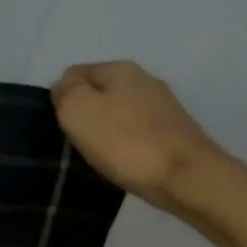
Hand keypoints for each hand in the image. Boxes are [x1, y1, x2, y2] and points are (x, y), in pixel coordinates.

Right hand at [51, 60, 232, 213]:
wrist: (185, 177)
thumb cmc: (124, 142)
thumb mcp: (78, 110)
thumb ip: (65, 92)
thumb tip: (64, 88)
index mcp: (119, 69)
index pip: (74, 73)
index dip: (61, 98)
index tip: (61, 126)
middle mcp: (144, 79)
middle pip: (97, 92)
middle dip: (83, 114)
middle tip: (76, 142)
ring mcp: (162, 106)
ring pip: (116, 113)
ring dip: (103, 130)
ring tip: (98, 155)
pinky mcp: (173, 132)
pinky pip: (134, 132)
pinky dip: (123, 144)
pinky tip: (121, 161)